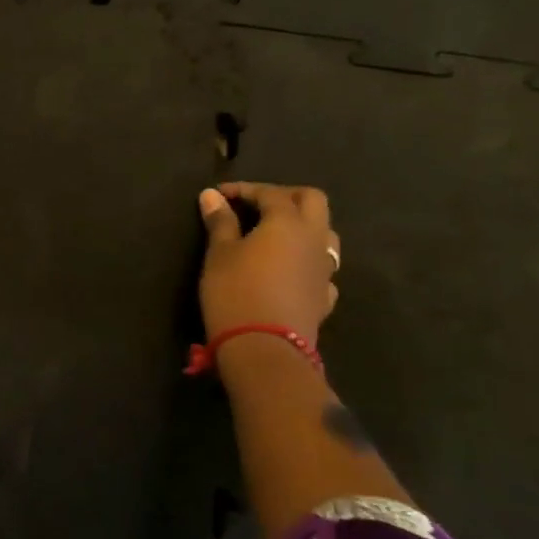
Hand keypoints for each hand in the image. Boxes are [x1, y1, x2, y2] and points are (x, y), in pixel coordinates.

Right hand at [196, 182, 340, 346]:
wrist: (265, 349)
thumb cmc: (235, 292)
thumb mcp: (219, 253)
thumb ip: (220, 221)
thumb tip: (212, 195)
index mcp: (288, 223)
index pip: (270, 193)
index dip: (244, 189)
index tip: (219, 196)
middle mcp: (314, 239)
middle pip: (312, 201)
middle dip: (284, 196)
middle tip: (255, 204)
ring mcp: (325, 269)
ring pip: (324, 233)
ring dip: (301, 225)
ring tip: (273, 233)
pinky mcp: (325, 296)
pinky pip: (321, 267)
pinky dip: (305, 259)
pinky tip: (288, 269)